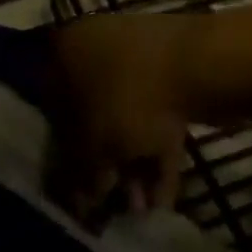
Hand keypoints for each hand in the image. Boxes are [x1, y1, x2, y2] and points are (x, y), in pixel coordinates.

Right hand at [46, 12, 204, 220]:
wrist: (199, 63)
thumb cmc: (132, 99)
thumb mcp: (97, 147)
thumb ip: (82, 175)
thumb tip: (82, 199)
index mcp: (66, 50)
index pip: (53, 107)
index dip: (64, 155)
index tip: (78, 190)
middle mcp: (94, 44)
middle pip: (93, 114)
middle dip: (106, 165)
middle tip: (116, 203)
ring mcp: (135, 51)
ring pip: (127, 115)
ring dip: (134, 164)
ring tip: (145, 207)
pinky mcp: (170, 65)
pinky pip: (156, 110)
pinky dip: (158, 148)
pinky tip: (166, 192)